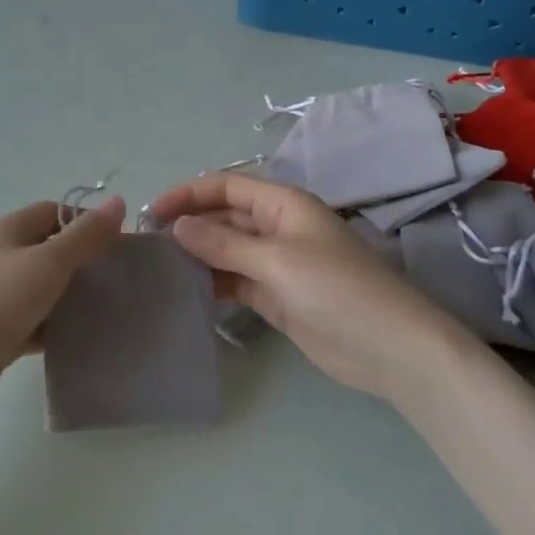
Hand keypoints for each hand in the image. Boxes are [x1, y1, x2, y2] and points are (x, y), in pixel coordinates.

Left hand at [0, 197, 125, 425]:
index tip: (122, 246)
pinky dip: (59, 330)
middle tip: (124, 280)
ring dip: (75, 299)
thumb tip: (118, 201)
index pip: (55, 212)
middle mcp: (3, 258)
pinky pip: (38, 324)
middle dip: (86, 263)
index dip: (88, 223)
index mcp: (10, 231)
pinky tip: (86, 341)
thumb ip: (85, 236)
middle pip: (52, 251)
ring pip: (46, 290)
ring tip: (115, 311)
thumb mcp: (47, 263)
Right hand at [149, 173, 481, 402]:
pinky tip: (185, 293)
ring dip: (197, 256)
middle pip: (223, 218)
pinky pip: (235, 281)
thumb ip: (224, 243)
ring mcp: (276, 264)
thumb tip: (177, 226)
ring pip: (226, 251)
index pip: (225, 187)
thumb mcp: (277, 260)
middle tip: (146, 246)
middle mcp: (277, 228)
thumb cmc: (337, 290)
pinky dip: (212, 284)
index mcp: (282, 205)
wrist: (389, 348)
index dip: (187, 194)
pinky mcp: (276, 296)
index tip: (151, 214)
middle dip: (188, 226)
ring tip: (157, 270)